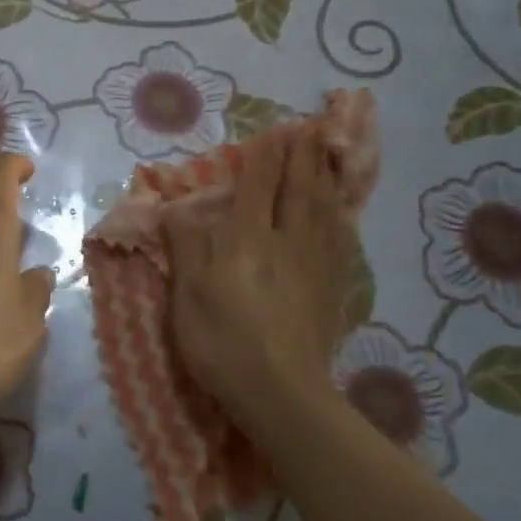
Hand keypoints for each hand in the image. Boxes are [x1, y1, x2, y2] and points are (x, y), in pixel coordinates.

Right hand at [164, 131, 354, 425]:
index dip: (265, 156)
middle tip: (310, 128)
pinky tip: (342, 210)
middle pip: (298, 188)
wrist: (281, 393)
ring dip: (324, 176)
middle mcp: (286, 240)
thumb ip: (186, 246)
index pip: (257, 185)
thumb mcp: (187, 295)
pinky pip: (340, 237)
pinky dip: (340, 214)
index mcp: (246, 239)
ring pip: (324, 207)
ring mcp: (314, 263)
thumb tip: (178, 209)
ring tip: (329, 154)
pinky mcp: (331, 286)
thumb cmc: (223, 342)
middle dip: (302, 155)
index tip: (274, 130)